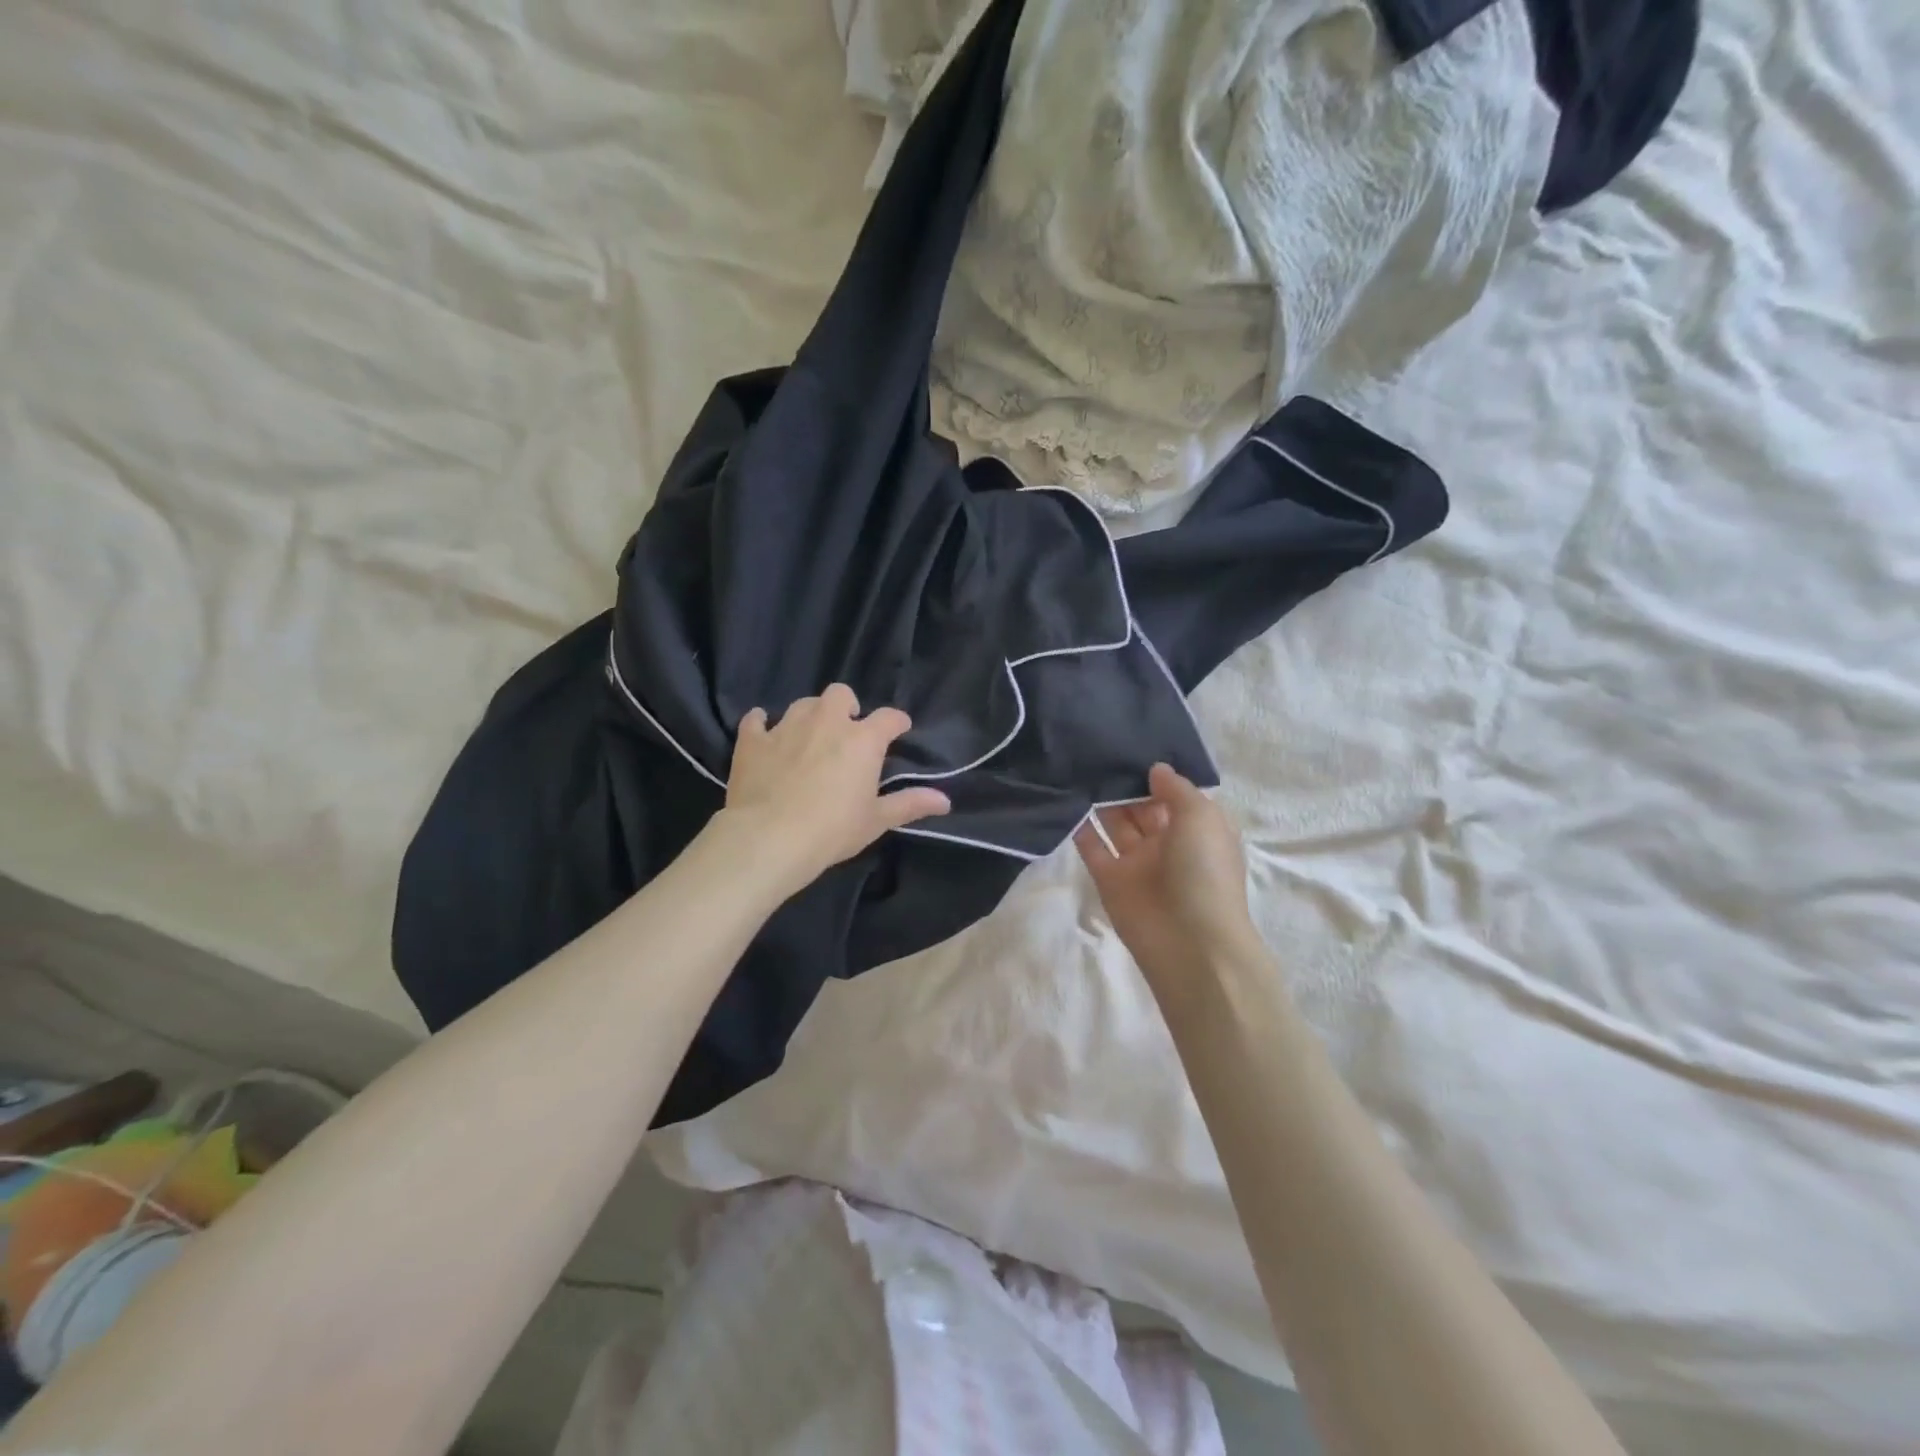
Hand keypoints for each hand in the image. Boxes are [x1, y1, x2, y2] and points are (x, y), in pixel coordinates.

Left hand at [722, 684, 949, 886]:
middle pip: (841, 694)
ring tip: (810, 735)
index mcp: (862, 740)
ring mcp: (786, 727)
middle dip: (847, 707)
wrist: (769, 838)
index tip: (899, 730)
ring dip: (810, 715)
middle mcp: (826, 722)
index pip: (889, 718)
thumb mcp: (876, 820)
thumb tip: (945, 800)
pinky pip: (756, 719)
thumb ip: (910, 804)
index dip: (897, 722)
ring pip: (803, 704)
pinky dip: (762, 724)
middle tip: (847, 731)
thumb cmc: (832, 830)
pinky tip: (764, 732)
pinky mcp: (753, 741)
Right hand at [1075, 764, 1257, 992]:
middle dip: (1125, 783)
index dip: (1157, 774)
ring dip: (1101, 801)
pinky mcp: (1110, 881)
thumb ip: (1175, 789)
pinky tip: (1066, 801)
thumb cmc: (1204, 872)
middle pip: (1142, 807)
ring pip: (1116, 824)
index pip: (1175, 795)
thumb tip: (1156, 769)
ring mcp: (1138, 863)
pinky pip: (1092, 849)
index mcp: (1197, 829)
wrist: (1189, 942)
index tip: (1132, 746)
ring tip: (1079, 768)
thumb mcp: (1201, 818)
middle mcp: (1168, 844)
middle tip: (1098, 750)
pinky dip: (1080, 828)